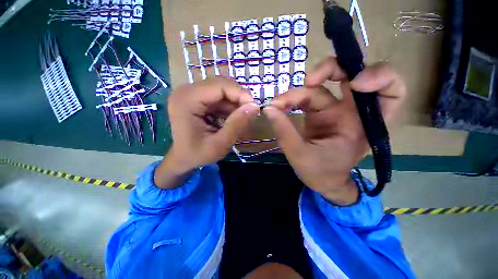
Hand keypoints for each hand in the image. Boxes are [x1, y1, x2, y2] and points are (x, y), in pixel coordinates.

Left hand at [155, 77, 259, 188]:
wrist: (182, 158)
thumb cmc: (197, 154)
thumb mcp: (220, 144)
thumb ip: (237, 124)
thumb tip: (255, 107)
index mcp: (187, 100)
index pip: (220, 85)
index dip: (240, 94)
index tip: (254, 108)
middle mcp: (187, 91)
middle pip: (221, 85)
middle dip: (239, 98)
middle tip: (249, 113)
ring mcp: (191, 93)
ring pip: (222, 90)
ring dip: (235, 103)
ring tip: (241, 119)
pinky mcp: (196, 98)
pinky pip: (218, 97)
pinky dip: (229, 106)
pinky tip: (232, 118)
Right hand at [263, 57, 405, 204]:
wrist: (320, 181)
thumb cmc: (319, 173)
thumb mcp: (299, 154)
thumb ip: (284, 131)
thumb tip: (268, 109)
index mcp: (362, 125)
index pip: (391, 92)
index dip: (380, 77)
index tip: (355, 83)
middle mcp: (351, 112)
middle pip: (352, 75)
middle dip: (331, 70)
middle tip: (308, 80)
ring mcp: (334, 110)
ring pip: (320, 86)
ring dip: (297, 92)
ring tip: (277, 104)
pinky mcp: (319, 112)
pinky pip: (307, 97)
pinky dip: (292, 99)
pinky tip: (280, 106)